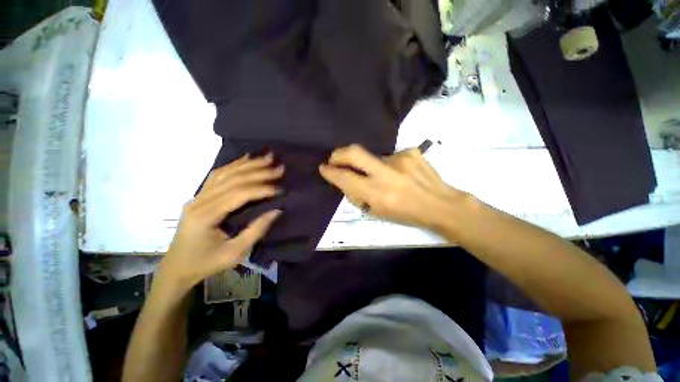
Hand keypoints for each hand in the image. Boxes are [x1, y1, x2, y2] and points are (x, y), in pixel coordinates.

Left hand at [156, 153, 283, 291]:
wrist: (179, 265)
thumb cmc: (206, 264)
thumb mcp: (232, 255)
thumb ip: (254, 232)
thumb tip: (276, 211)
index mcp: (206, 216)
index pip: (236, 194)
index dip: (259, 189)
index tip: (280, 187)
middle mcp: (199, 200)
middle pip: (230, 180)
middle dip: (257, 172)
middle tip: (279, 167)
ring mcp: (196, 196)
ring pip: (223, 173)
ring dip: (246, 165)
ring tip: (266, 158)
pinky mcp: (197, 197)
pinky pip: (215, 177)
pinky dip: (232, 166)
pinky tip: (245, 160)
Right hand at [319, 144, 467, 227]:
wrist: (440, 205)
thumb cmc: (410, 215)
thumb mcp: (381, 213)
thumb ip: (362, 197)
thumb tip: (348, 182)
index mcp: (378, 194)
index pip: (345, 178)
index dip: (331, 172)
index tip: (325, 168)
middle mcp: (386, 173)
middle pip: (354, 152)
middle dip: (339, 154)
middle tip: (336, 158)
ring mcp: (400, 159)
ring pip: (376, 157)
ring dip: (376, 166)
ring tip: (391, 179)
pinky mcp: (410, 152)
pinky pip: (393, 156)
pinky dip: (394, 165)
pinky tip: (405, 174)